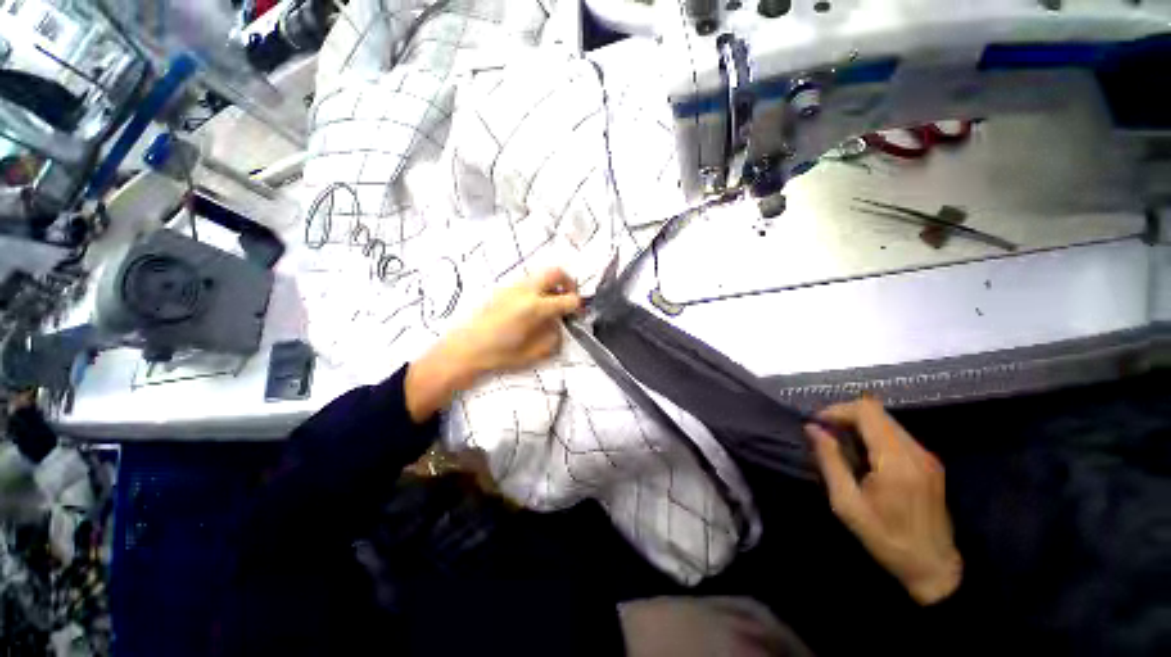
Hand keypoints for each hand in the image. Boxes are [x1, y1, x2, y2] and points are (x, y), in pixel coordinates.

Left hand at [406, 269, 581, 421]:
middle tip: (569, 298)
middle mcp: (526, 291)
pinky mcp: (503, 288)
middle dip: (569, 283)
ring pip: (541, 274)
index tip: (577, 313)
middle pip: (556, 272)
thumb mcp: (535, 352)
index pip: (569, 298)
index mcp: (536, 307)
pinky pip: (527, 281)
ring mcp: (513, 287)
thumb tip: (560, 325)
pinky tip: (532, 307)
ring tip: (551, 303)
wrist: (465, 349)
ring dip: (552, 285)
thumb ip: (554, 337)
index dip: (578, 306)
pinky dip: (538, 288)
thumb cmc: (500, 355)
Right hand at [804, 398, 962, 604]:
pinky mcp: (929, 462)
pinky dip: (873, 434)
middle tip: (824, 433)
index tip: (817, 424)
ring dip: (858, 424)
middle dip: (845, 415)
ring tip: (839, 443)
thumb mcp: (847, 504)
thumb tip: (812, 429)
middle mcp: (916, 451)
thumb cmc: (886, 539)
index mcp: (896, 461)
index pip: (867, 411)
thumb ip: (830, 461)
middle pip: (876, 411)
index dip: (837, 410)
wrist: (934, 567)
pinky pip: (896, 434)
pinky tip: (862, 455)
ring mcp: (926, 456)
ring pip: (886, 420)